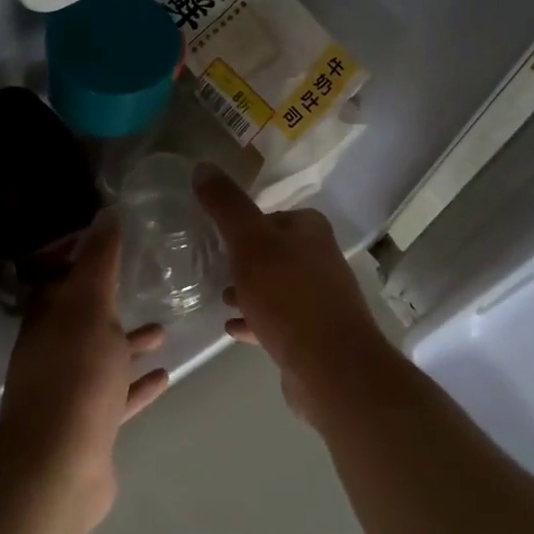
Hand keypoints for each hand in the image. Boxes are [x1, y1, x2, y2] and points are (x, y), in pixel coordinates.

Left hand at [0, 216, 169, 525]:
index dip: (81, 257)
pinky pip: (117, 395)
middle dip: (110, 301)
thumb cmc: (76, 376)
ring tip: (165, 328)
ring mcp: (70, 390)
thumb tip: (105, 213)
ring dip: (129, 343)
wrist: (59, 467)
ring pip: (102, 356)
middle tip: (143, 283)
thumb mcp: (90, 308)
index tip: (113, 241)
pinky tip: (165, 376)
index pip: (58, 277)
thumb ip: (99, 262)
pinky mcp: (89, 424)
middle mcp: (52, 351)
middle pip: (82, 317)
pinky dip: (138, 385)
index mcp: (46, 319)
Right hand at [193, 164, 392, 426]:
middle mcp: (320, 260)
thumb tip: (202, 165)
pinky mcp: (313, 335)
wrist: (331, 367)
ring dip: (249, 290)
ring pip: (276, 287)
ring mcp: (319, 300)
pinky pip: (277, 321)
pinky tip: (233, 328)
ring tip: (220, 298)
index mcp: (310, 231)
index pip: (273, 215)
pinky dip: (255, 320)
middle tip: (214, 266)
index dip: (245, 223)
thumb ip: (226, 206)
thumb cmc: (288, 296)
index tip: (217, 235)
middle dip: (245, 259)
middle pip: (274, 251)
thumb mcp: (249, 243)